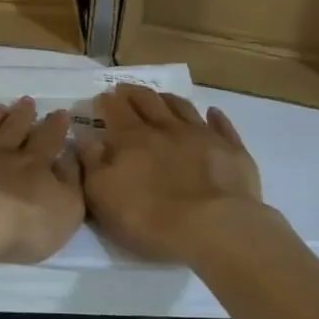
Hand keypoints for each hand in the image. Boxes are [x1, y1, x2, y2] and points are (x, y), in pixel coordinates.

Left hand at [0, 99, 83, 264]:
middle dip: (22, 115)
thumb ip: (71, 182)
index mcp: (33, 164)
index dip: (56, 127)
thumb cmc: (22, 224)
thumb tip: (69, 157)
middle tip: (27, 100)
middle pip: (13, 129)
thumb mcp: (66, 209)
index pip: (48, 140)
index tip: (59, 112)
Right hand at [75, 86, 271, 260]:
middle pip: (148, 101)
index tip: (100, 99)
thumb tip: (86, 139)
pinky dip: (215, 117)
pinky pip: (222, 126)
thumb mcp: (103, 196)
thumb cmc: (149, 217)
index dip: (105, 102)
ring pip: (182, 107)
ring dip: (168, 100)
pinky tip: (212, 113)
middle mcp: (166, 128)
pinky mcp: (231, 150)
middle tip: (124, 90)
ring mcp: (202, 136)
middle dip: (133, 93)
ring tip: (160, 97)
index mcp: (132, 138)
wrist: (215, 228)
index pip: (115, 110)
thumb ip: (91, 163)